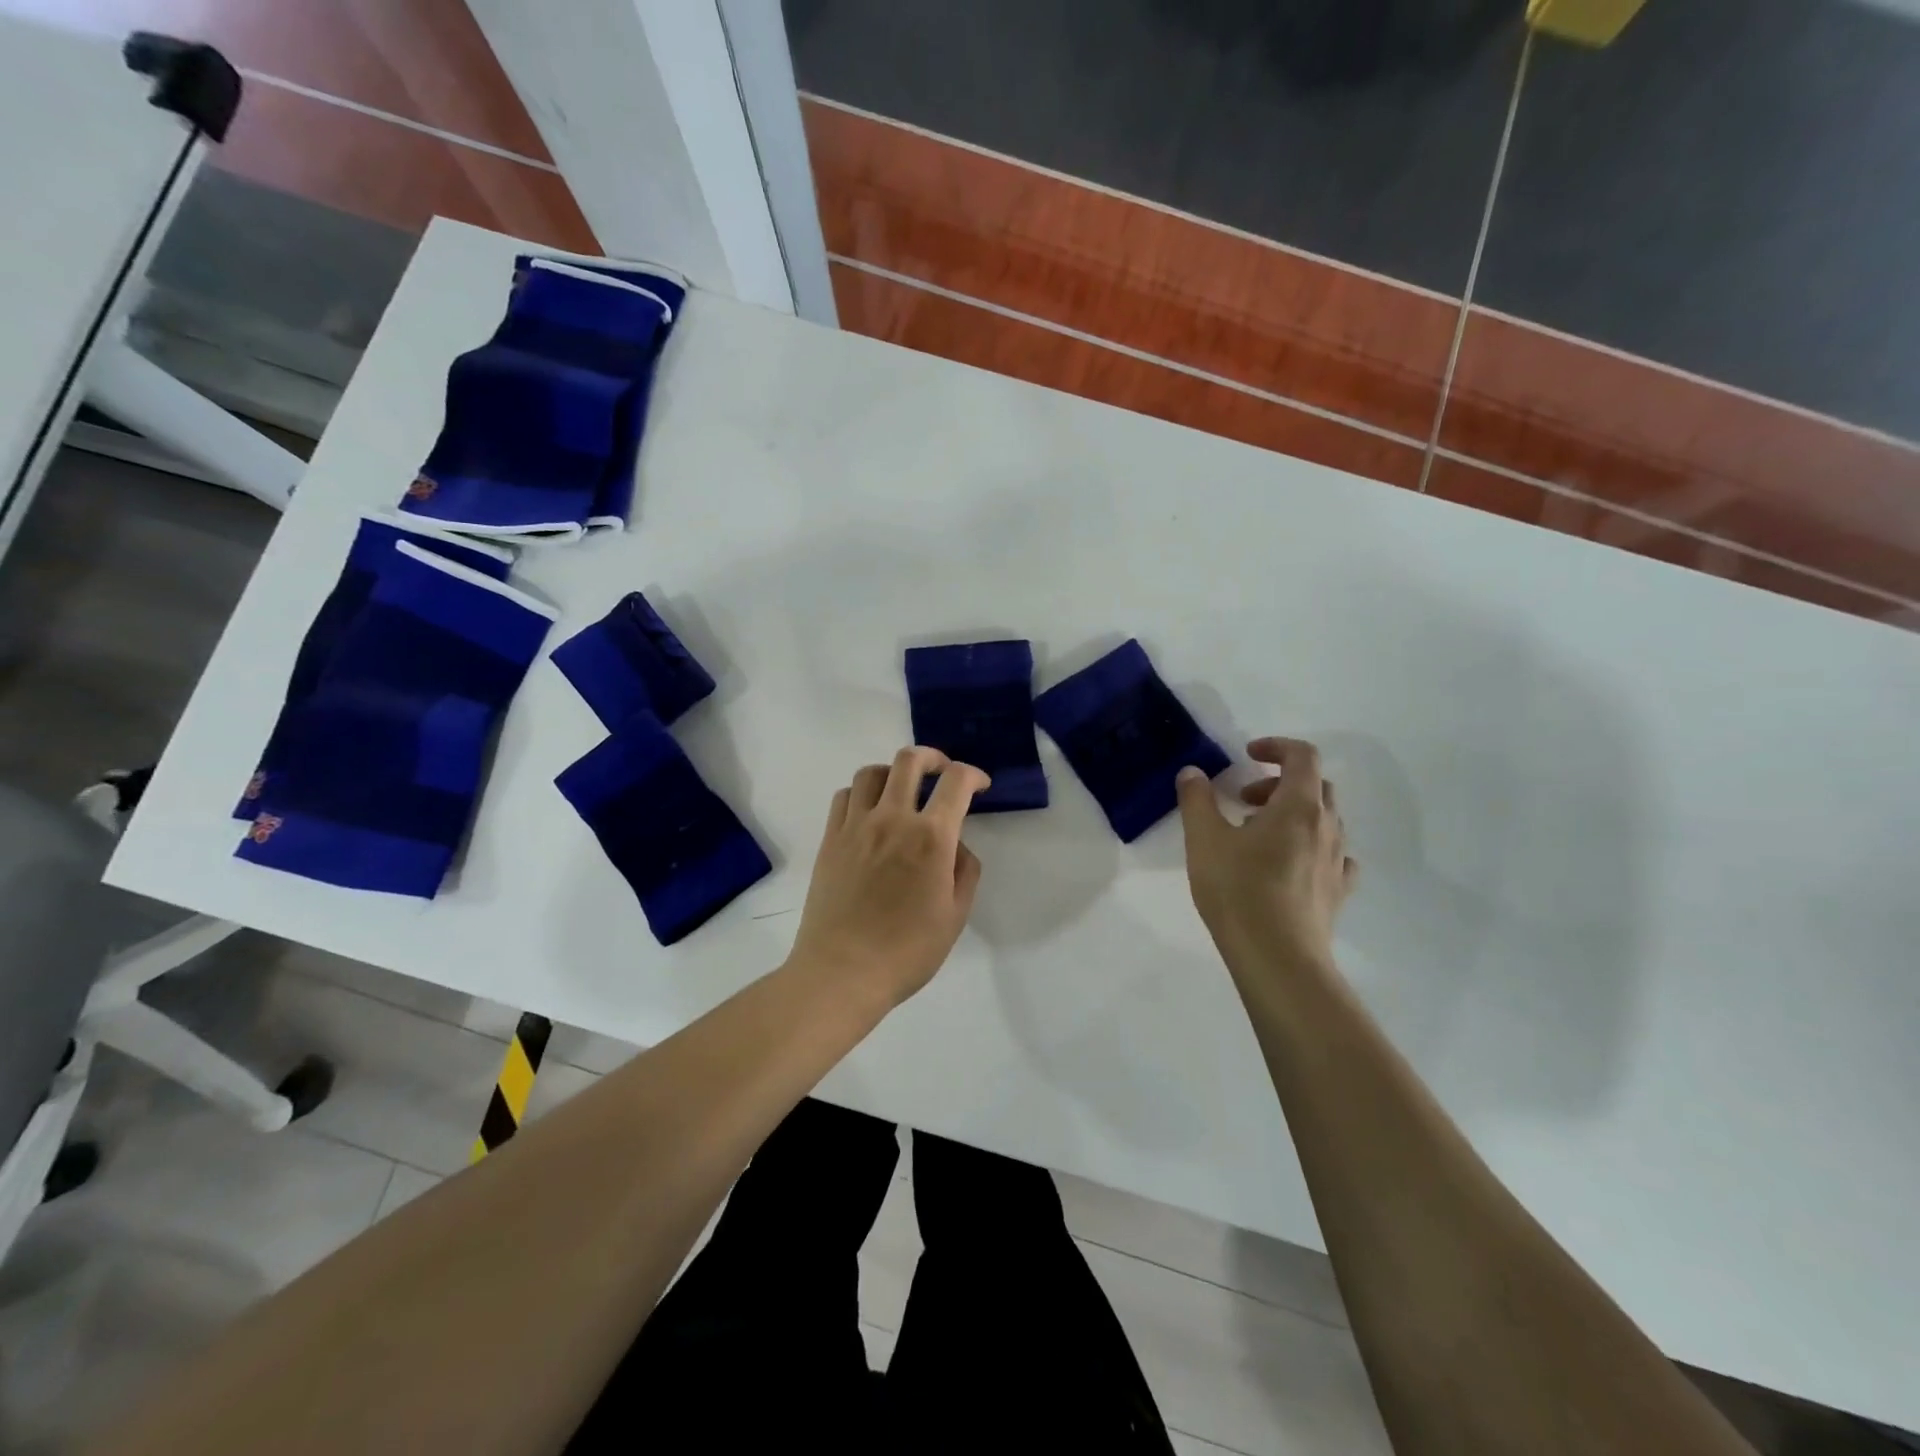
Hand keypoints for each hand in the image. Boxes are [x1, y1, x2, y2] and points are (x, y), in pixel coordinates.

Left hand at [786, 747, 989, 1006]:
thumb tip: (956, 845)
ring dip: (894, 772)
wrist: (842, 971)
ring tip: (903, 789)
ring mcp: (856, 826)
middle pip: (910, 760)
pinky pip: (844, 796)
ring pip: (872, 772)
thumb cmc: (907, 951)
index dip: (973, 774)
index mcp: (930, 837)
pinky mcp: (830, 839)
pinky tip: (870, 812)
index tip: (980, 786)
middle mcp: (892, 819)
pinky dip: (862, 793)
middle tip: (942, 772)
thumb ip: (965, 871)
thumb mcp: (955, 916)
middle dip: (933, 757)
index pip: (955, 781)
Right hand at [1177, 737, 1357, 976]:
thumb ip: (1197, 800)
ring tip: (1258, 836)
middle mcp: (1327, 827)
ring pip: (1325, 820)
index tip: (1247, 755)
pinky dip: (1312, 846)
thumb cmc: (1238, 891)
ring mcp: (1337, 861)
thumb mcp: (1203, 840)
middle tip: (1244, 800)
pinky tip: (1290, 864)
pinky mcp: (1337, 892)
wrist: (1278, 958)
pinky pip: (1333, 856)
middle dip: (1278, 783)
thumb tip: (1193, 773)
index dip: (1276, 747)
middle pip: (1315, 786)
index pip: (1302, 756)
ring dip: (1293, 814)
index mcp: (1298, 806)